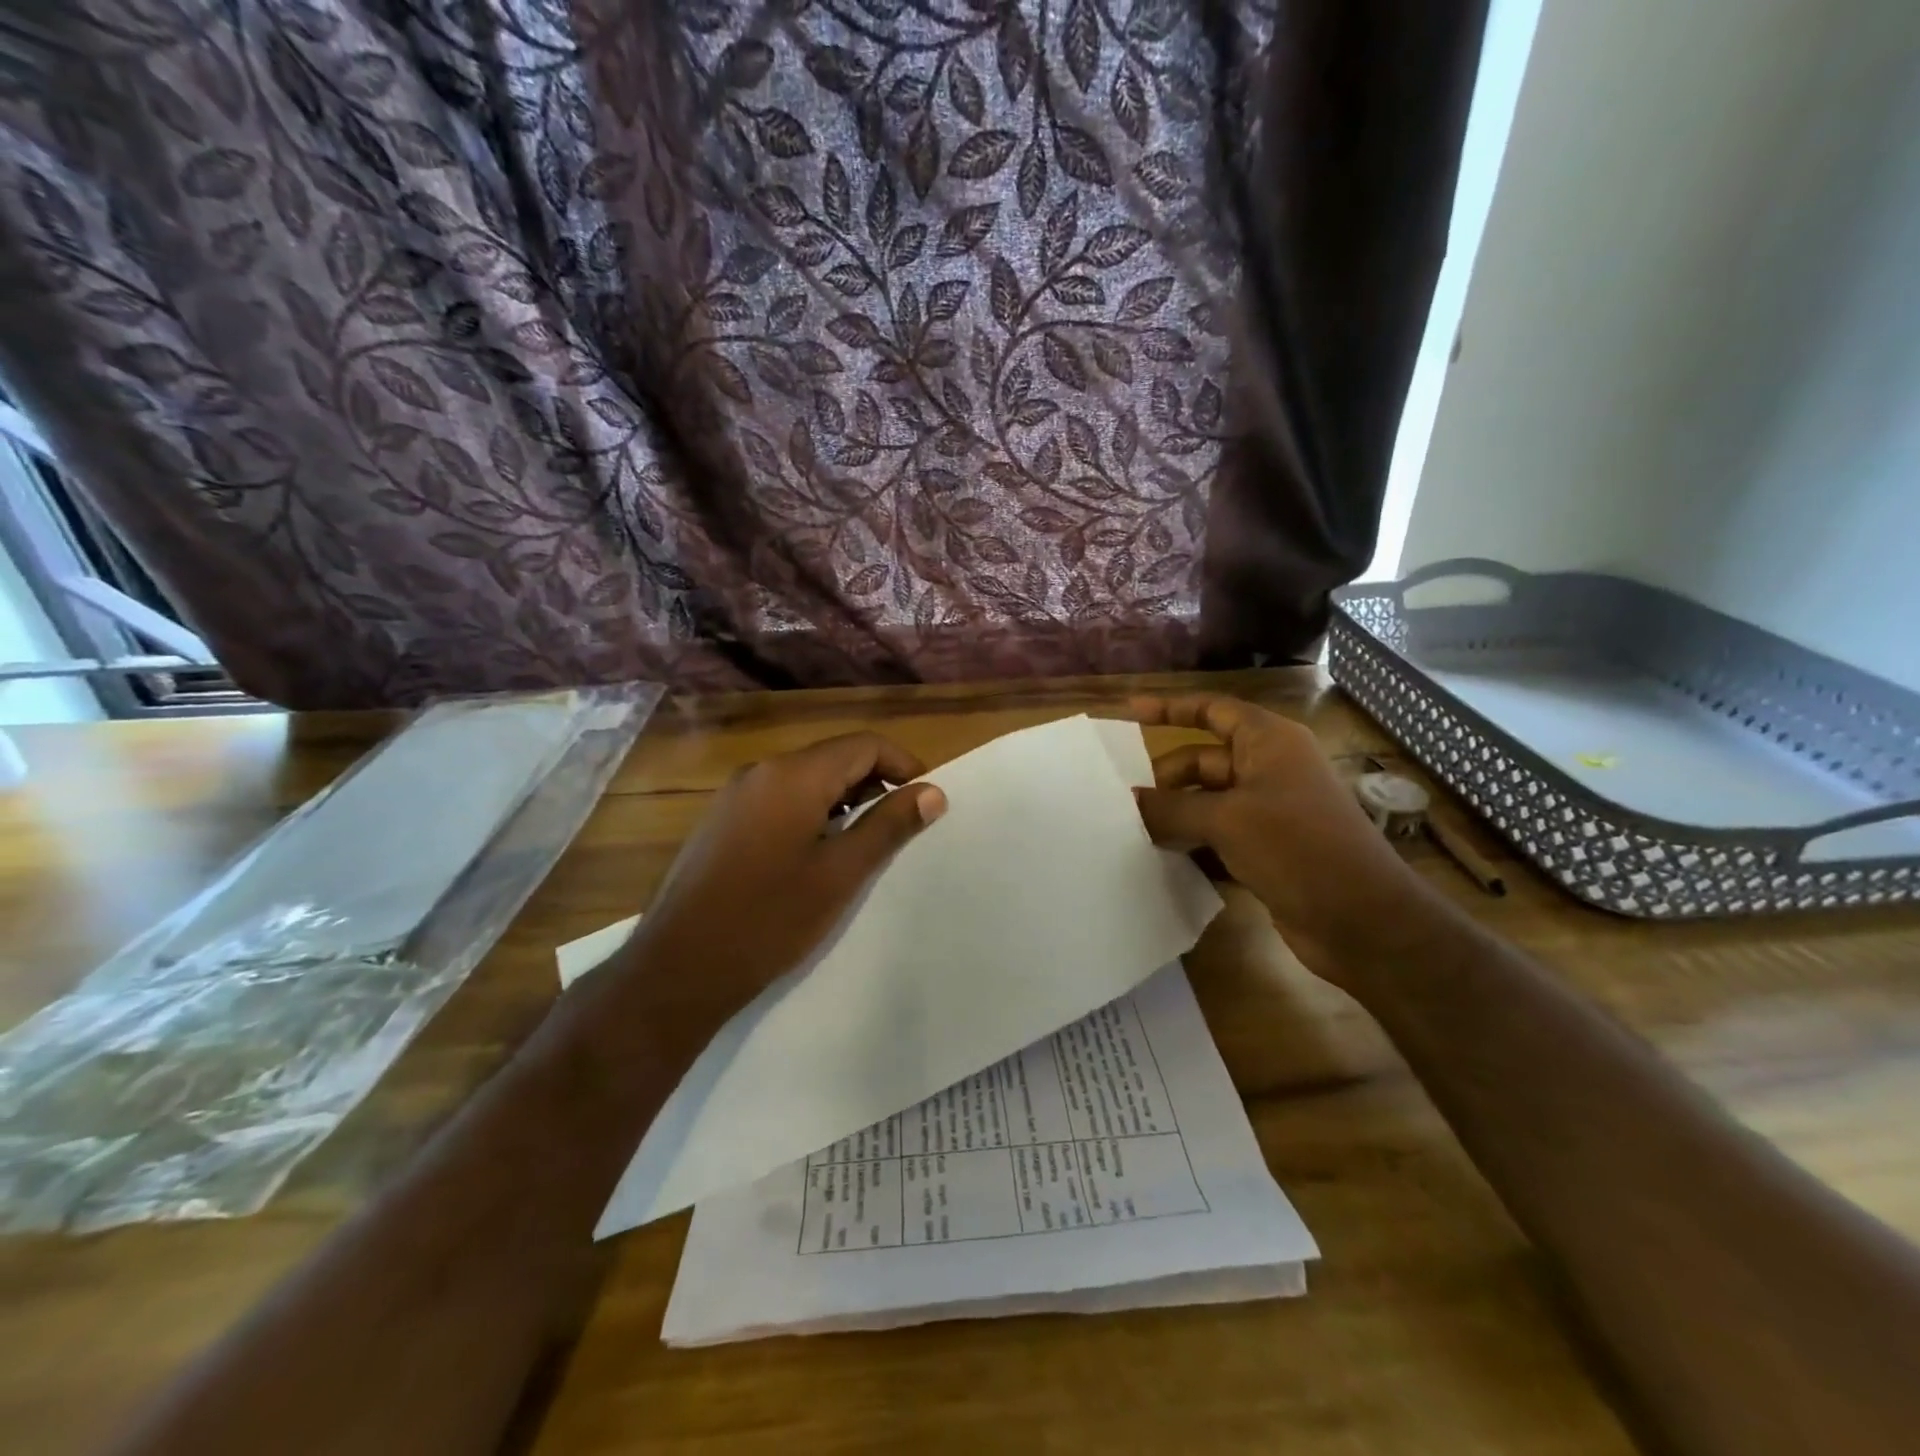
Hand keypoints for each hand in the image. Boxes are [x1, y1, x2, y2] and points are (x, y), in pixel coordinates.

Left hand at [610, 733, 946, 1033]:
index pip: (864, 745)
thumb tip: (933, 792)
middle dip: (875, 784)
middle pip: (834, 758)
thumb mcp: (841, 873)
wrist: (678, 968)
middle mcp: (761, 771)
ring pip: (806, 780)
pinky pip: (779, 800)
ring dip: (844, 801)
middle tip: (901, 828)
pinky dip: (811, 813)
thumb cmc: (769, 919)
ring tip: (865, 844)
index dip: (904, 765)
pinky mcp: (721, 821)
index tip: (926, 801)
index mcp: (792, 775)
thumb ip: (888, 826)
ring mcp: (735, 795)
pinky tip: (818, 855)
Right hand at [1126, 695, 1430, 984]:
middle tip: (1123, 804)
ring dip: (1175, 816)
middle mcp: (1270, 770)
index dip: (1171, 708)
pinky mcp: (1268, 850)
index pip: (1213, 710)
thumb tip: (1128, 802)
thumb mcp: (1226, 820)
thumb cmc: (1297, 847)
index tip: (1130, 712)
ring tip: (1131, 832)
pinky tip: (1161, 861)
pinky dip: (1192, 845)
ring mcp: (1270, 812)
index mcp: (1269, 743)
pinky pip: (1218, 837)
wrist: (1363, 920)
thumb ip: (1171, 808)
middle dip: (1165, 780)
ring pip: (1208, 803)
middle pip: (1203, 762)